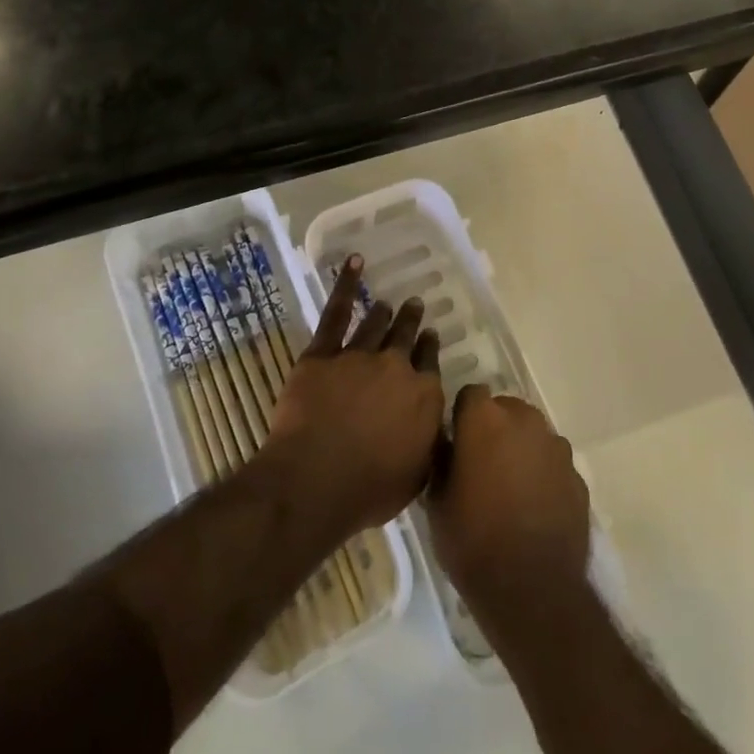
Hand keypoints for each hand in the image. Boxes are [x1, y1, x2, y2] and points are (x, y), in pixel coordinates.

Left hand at [264, 255, 443, 542]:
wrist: (315, 480)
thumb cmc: (369, 489)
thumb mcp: (416, 477)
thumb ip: (429, 444)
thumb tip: (438, 427)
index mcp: (423, 396)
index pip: (429, 364)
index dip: (429, 349)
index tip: (429, 336)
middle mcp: (396, 367)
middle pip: (406, 338)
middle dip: (411, 321)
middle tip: (414, 306)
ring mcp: (358, 356)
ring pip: (375, 325)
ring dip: (383, 313)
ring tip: (387, 303)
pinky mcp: (323, 354)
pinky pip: (337, 313)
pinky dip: (346, 286)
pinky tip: (354, 264)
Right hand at [428, 385, 589, 621]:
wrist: (532, 589)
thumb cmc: (473, 541)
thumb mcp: (436, 501)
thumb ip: (442, 459)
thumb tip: (447, 443)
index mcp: (485, 419)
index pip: (470, 394)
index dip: (462, 415)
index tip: (456, 441)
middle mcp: (525, 420)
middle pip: (505, 410)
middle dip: (494, 428)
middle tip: (481, 465)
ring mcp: (556, 446)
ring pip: (532, 435)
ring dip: (521, 449)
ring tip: (510, 488)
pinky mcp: (577, 475)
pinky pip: (553, 463)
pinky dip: (543, 475)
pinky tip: (534, 507)